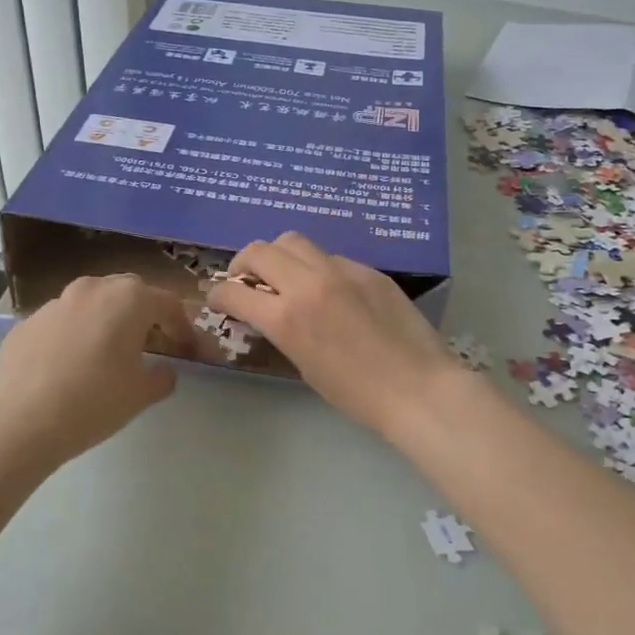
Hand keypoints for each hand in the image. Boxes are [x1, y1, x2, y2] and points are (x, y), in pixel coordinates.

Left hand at [0, 274, 195, 462]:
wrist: (21, 421)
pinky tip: (71, 365)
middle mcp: (93, 289)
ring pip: (93, 302)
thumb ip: (163, 377)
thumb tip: (165, 371)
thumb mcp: (142, 394)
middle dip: (145, 313)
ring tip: (109, 352)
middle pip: (129, 292)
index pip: (168, 303)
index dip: (183, 326)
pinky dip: (76, 334)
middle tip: (151, 343)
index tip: (188, 348)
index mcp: (128, 299)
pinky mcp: (28, 321)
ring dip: (108, 320)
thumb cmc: (94, 402)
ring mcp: (56, 302)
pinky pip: (63, 321)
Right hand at [207, 232, 465, 436]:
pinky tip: (328, 288)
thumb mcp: (304, 365)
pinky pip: (331, 256)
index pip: (234, 291)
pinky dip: (317, 267)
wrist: (418, 388)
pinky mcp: (368, 269)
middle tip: (245, 279)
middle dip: (242, 264)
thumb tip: (270, 311)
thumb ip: (282, 329)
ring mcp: (341, 270)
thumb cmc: (357, 394)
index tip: (217, 298)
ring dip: (278, 255)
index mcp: (287, 317)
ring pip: (294, 240)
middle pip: (260, 250)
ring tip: (284, 274)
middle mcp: (309, 283)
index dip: (218, 294)